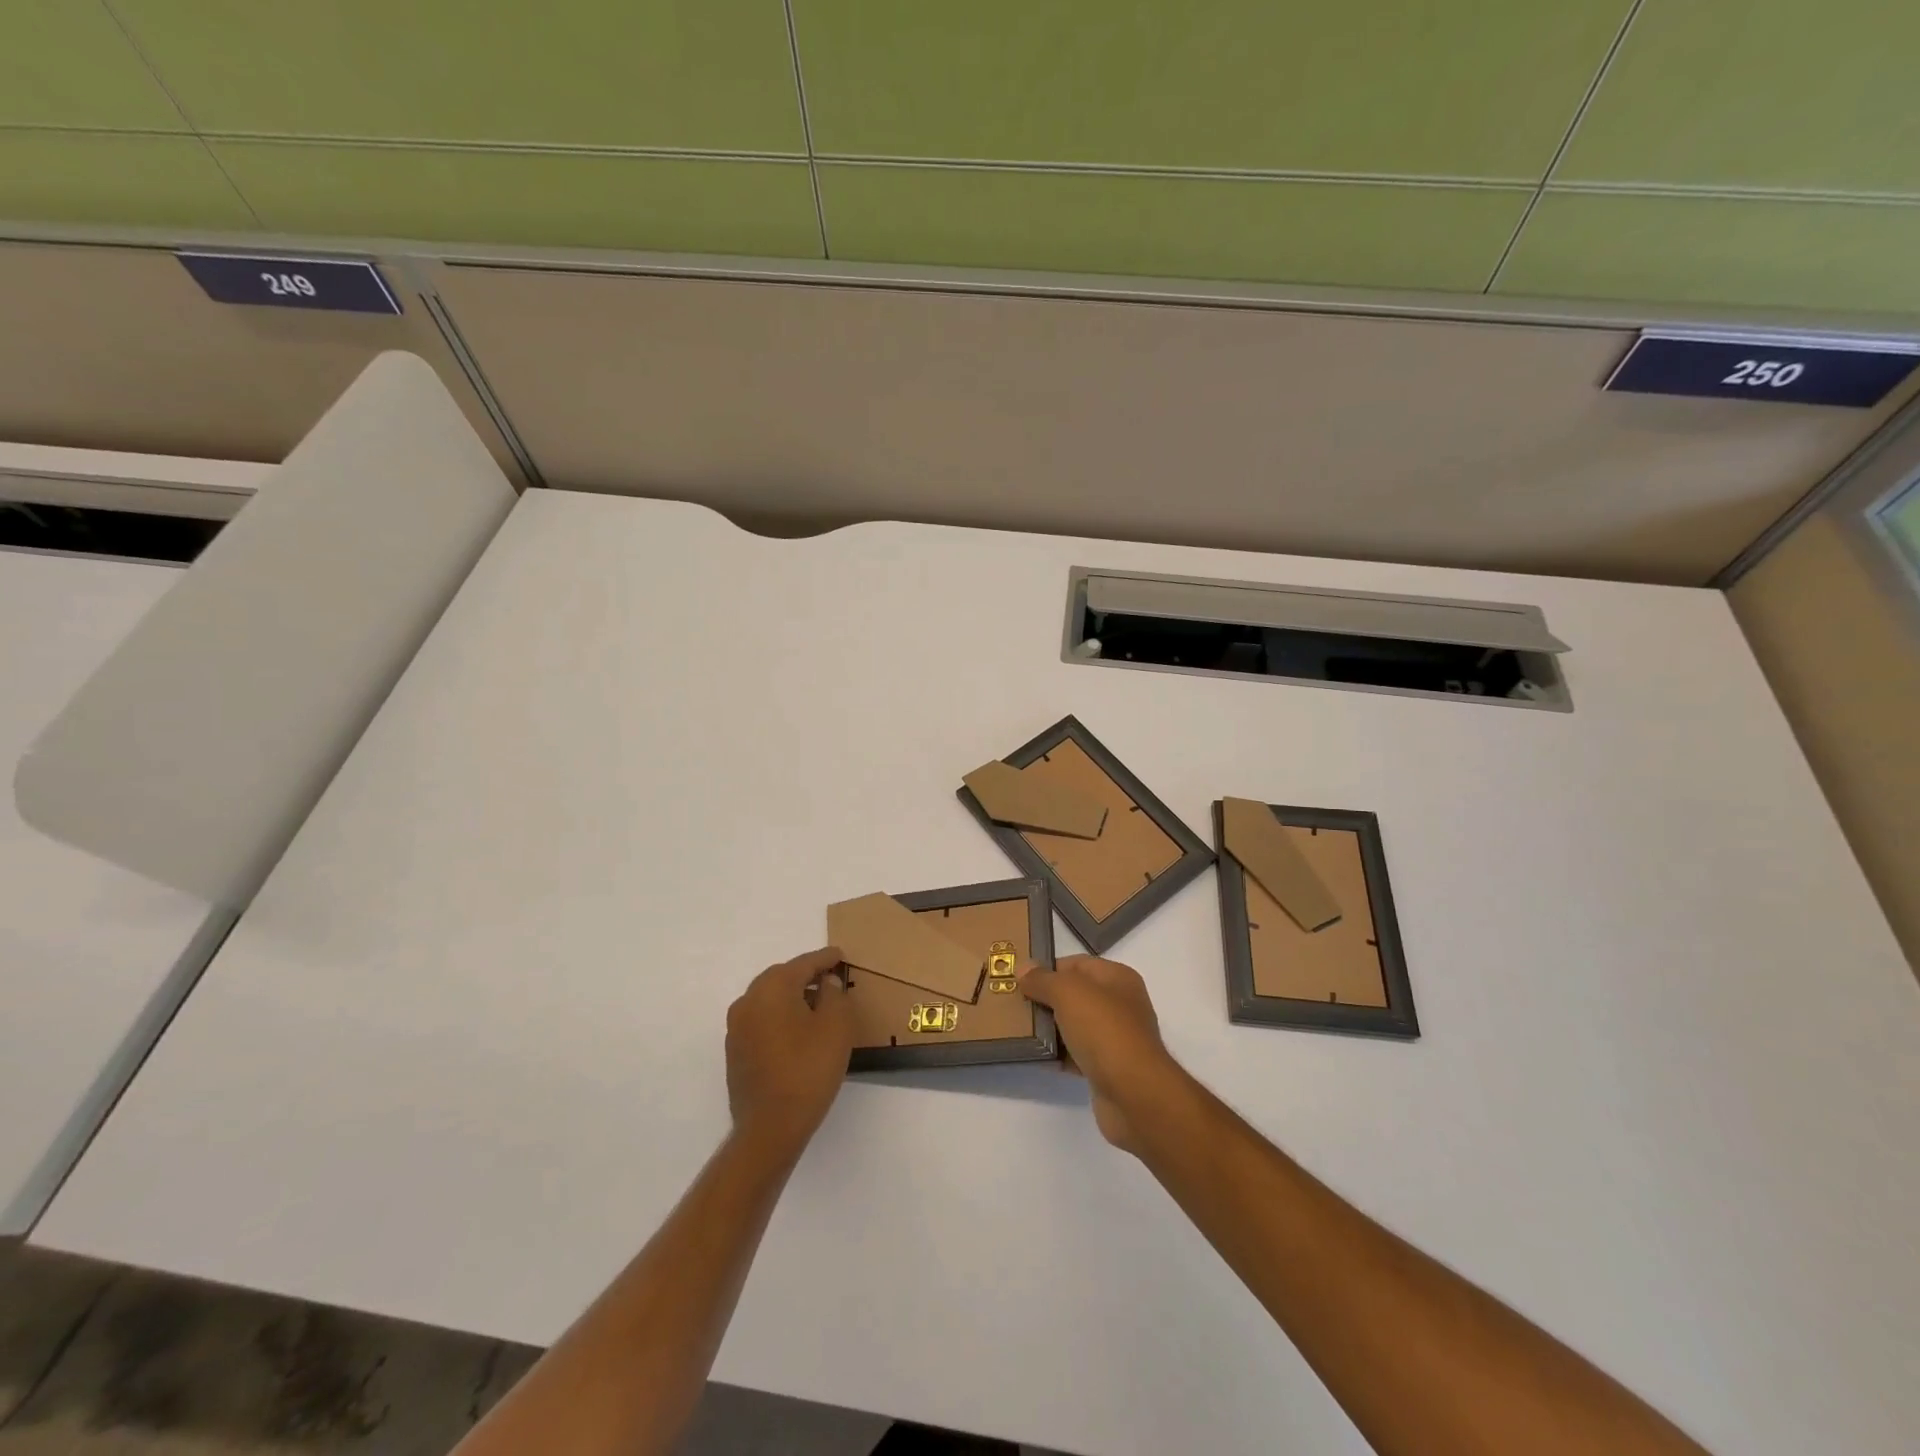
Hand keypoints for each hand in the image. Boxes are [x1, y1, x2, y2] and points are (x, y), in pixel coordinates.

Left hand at [725, 947, 854, 1162]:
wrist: (770, 1127)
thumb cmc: (808, 1069)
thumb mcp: (836, 1026)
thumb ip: (834, 994)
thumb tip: (825, 984)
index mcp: (772, 987)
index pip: (804, 963)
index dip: (826, 959)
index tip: (840, 956)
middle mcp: (748, 1000)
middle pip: (782, 978)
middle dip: (806, 976)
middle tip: (830, 980)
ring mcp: (736, 1027)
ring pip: (769, 1000)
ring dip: (792, 999)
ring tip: (817, 1008)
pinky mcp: (734, 1051)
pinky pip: (761, 1022)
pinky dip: (780, 1019)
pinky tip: (797, 1034)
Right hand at [1018, 955, 1186, 1153]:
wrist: (1134, 1094)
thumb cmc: (1104, 1030)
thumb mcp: (1068, 993)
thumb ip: (1043, 979)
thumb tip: (1023, 969)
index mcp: (1117, 978)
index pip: (1076, 964)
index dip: (1047, 968)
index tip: (1018, 979)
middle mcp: (1120, 1004)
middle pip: (1074, 995)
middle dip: (1045, 998)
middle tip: (1013, 1004)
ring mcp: (1115, 1038)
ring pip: (1074, 1025)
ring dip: (1049, 1028)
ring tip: (1018, 1030)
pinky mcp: (1108, 1069)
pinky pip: (1076, 1054)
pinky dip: (1058, 1055)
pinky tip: (1035, 1057)